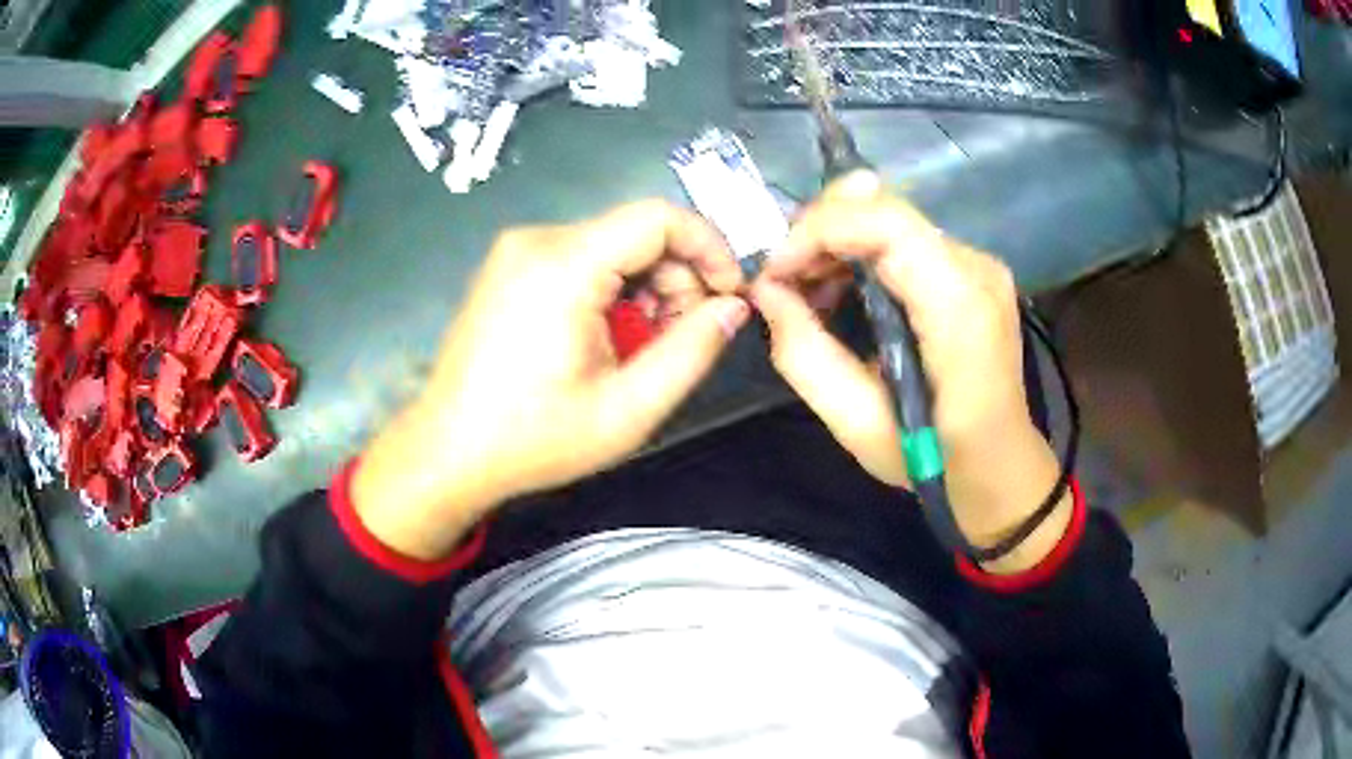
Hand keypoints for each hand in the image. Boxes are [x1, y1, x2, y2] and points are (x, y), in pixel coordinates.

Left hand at [353, 201, 747, 559]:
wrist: (447, 451)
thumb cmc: (534, 439)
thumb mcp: (627, 410)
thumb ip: (691, 352)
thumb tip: (734, 306)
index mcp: (563, 264)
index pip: (659, 217)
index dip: (709, 247)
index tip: (728, 296)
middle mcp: (537, 240)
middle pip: (636, 231)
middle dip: (677, 278)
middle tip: (682, 338)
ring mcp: (517, 250)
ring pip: (612, 245)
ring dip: (646, 287)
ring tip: (643, 346)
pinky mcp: (509, 266)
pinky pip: (581, 258)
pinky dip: (611, 288)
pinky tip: (607, 337)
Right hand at [753, 172, 1071, 572]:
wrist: (1001, 468)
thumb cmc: (935, 462)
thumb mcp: (858, 425)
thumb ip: (806, 355)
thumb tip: (767, 291)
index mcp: (959, 311)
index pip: (886, 224)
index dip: (819, 230)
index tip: (776, 271)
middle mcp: (977, 270)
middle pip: (886, 207)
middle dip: (820, 230)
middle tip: (783, 278)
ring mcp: (980, 264)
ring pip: (892, 216)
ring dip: (838, 240)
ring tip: (806, 289)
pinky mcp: (973, 270)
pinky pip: (906, 237)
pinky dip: (862, 251)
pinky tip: (844, 290)